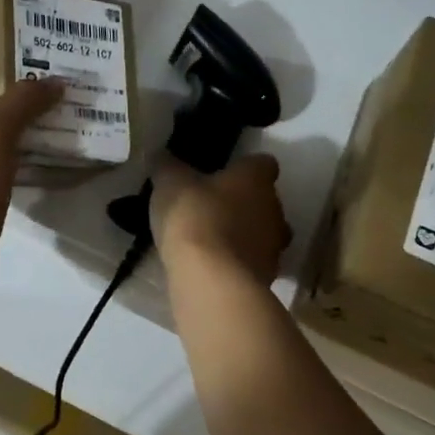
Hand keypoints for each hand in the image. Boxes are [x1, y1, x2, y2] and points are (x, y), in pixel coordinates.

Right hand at [150, 154, 291, 286]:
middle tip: (213, 208)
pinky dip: (238, 263)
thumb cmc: (195, 218)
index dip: (245, 168)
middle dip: (244, 204)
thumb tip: (160, 155)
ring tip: (212, 242)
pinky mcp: (267, 276)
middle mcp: (274, 208)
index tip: (226, 174)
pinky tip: (213, 268)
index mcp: (255, 179)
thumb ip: (167, 167)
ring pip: (263, 234)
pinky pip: (253, 263)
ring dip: (244, 236)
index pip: (263, 163)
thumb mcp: (170, 185)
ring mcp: (274, 246)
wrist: (213, 280)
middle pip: (266, 200)